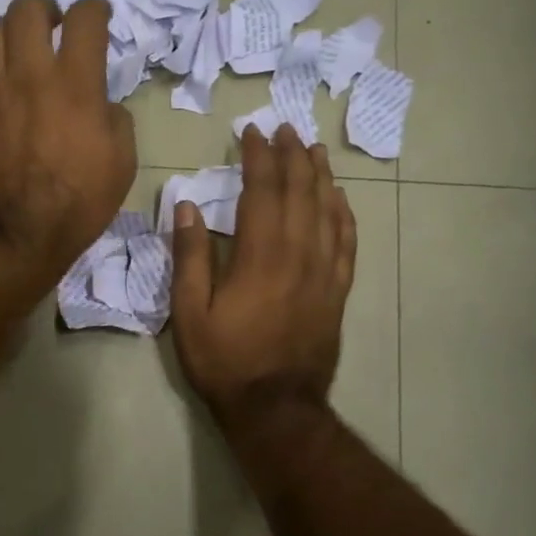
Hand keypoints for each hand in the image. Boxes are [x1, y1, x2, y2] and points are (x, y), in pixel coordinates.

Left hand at [0, 0, 137, 298]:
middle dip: (45, 6)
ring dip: (11, 34)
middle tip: (53, 23)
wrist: (15, 235)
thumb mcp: (122, 163)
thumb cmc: (77, 204)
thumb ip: (115, 118)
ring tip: (19, 51)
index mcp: (75, 84)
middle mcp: (29, 74)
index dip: (96, 8)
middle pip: (28, 8)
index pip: (85, 18)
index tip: (98, 17)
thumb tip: (100, 102)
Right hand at [171, 125, 354, 422]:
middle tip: (285, 128)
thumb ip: (189, 256)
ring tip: (314, 150)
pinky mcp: (337, 292)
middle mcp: (298, 254)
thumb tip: (188, 205)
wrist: (275, 408)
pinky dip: (344, 214)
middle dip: (292, 155)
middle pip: (300, 192)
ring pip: (328, 211)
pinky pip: (347, 242)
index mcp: (260, 255)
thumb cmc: (224, 360)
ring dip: (321, 176)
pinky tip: (340, 200)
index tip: (252, 132)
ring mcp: (324, 272)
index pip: (263, 190)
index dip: (259, 157)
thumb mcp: (189, 312)